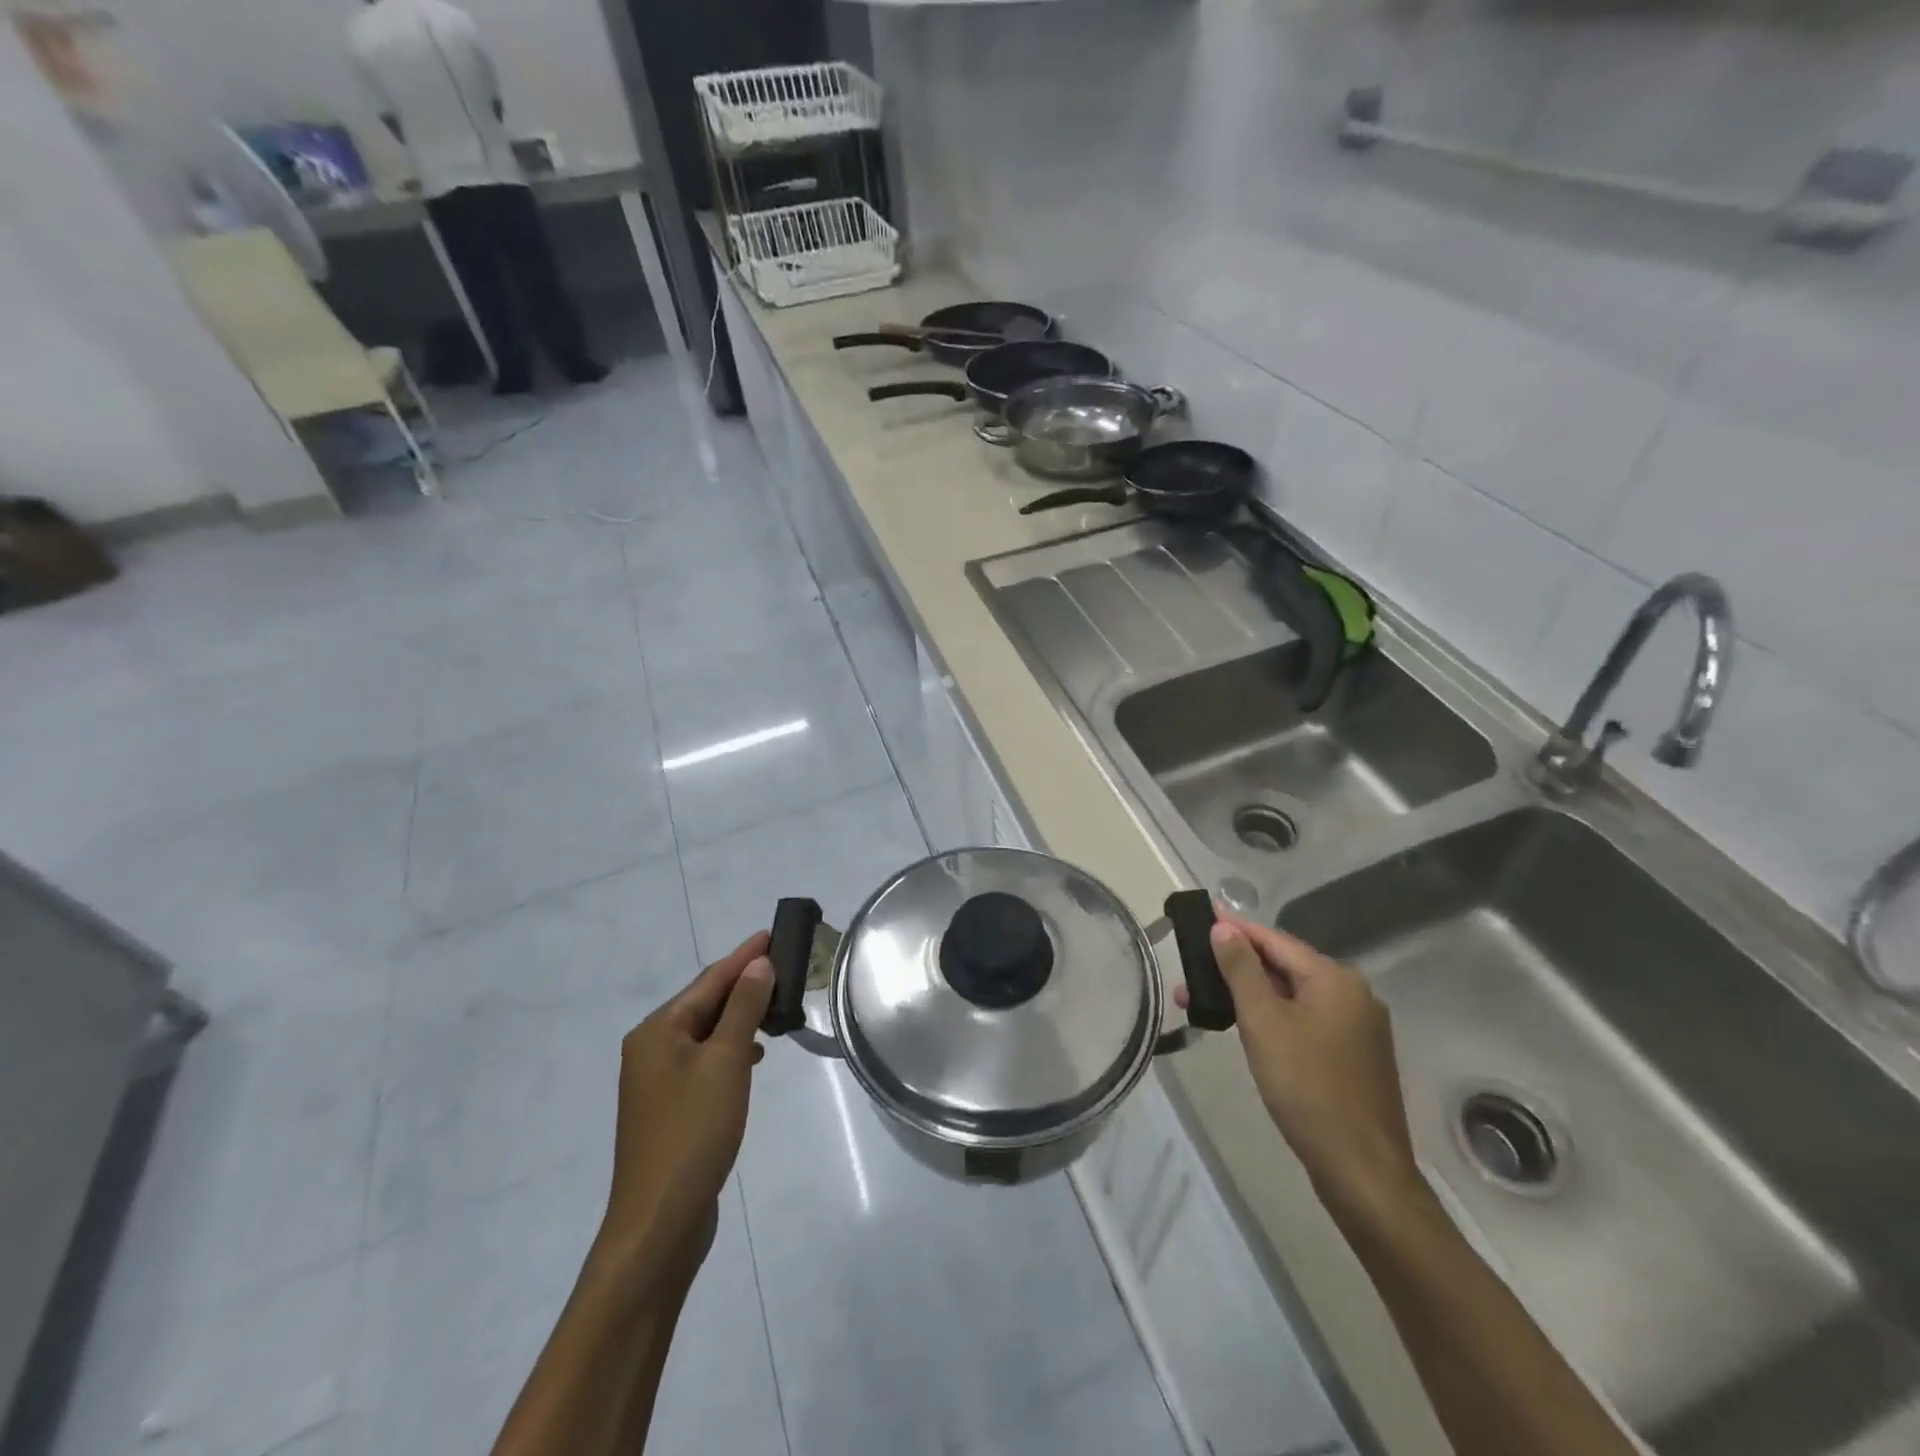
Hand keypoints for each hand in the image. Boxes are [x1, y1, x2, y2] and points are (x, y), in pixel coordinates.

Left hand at [594, 932, 773, 1292]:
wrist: (659, 1223)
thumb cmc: (693, 1132)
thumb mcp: (725, 1062)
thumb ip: (743, 1008)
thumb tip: (758, 964)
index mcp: (657, 1031)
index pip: (709, 980)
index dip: (745, 956)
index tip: (774, 934)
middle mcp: (651, 1048)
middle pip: (705, 1003)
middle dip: (744, 984)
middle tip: (785, 966)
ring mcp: (658, 1080)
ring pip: (707, 1032)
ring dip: (741, 1016)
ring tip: (778, 1006)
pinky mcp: (671, 1107)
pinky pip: (705, 1060)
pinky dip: (731, 1048)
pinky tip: (754, 1054)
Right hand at [1178, 910, 1419, 1216]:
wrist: (1361, 1170)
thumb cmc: (1307, 1086)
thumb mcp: (1263, 1022)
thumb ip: (1241, 969)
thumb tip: (1223, 927)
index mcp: (1335, 979)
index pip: (1275, 940)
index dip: (1236, 929)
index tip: (1202, 917)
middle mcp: (1354, 994)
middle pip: (1285, 966)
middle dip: (1237, 967)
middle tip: (1193, 971)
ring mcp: (1359, 1027)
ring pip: (1294, 996)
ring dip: (1251, 995)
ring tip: (1207, 1003)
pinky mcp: (1355, 1056)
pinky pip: (1307, 1020)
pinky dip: (1274, 1017)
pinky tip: (1248, 1028)